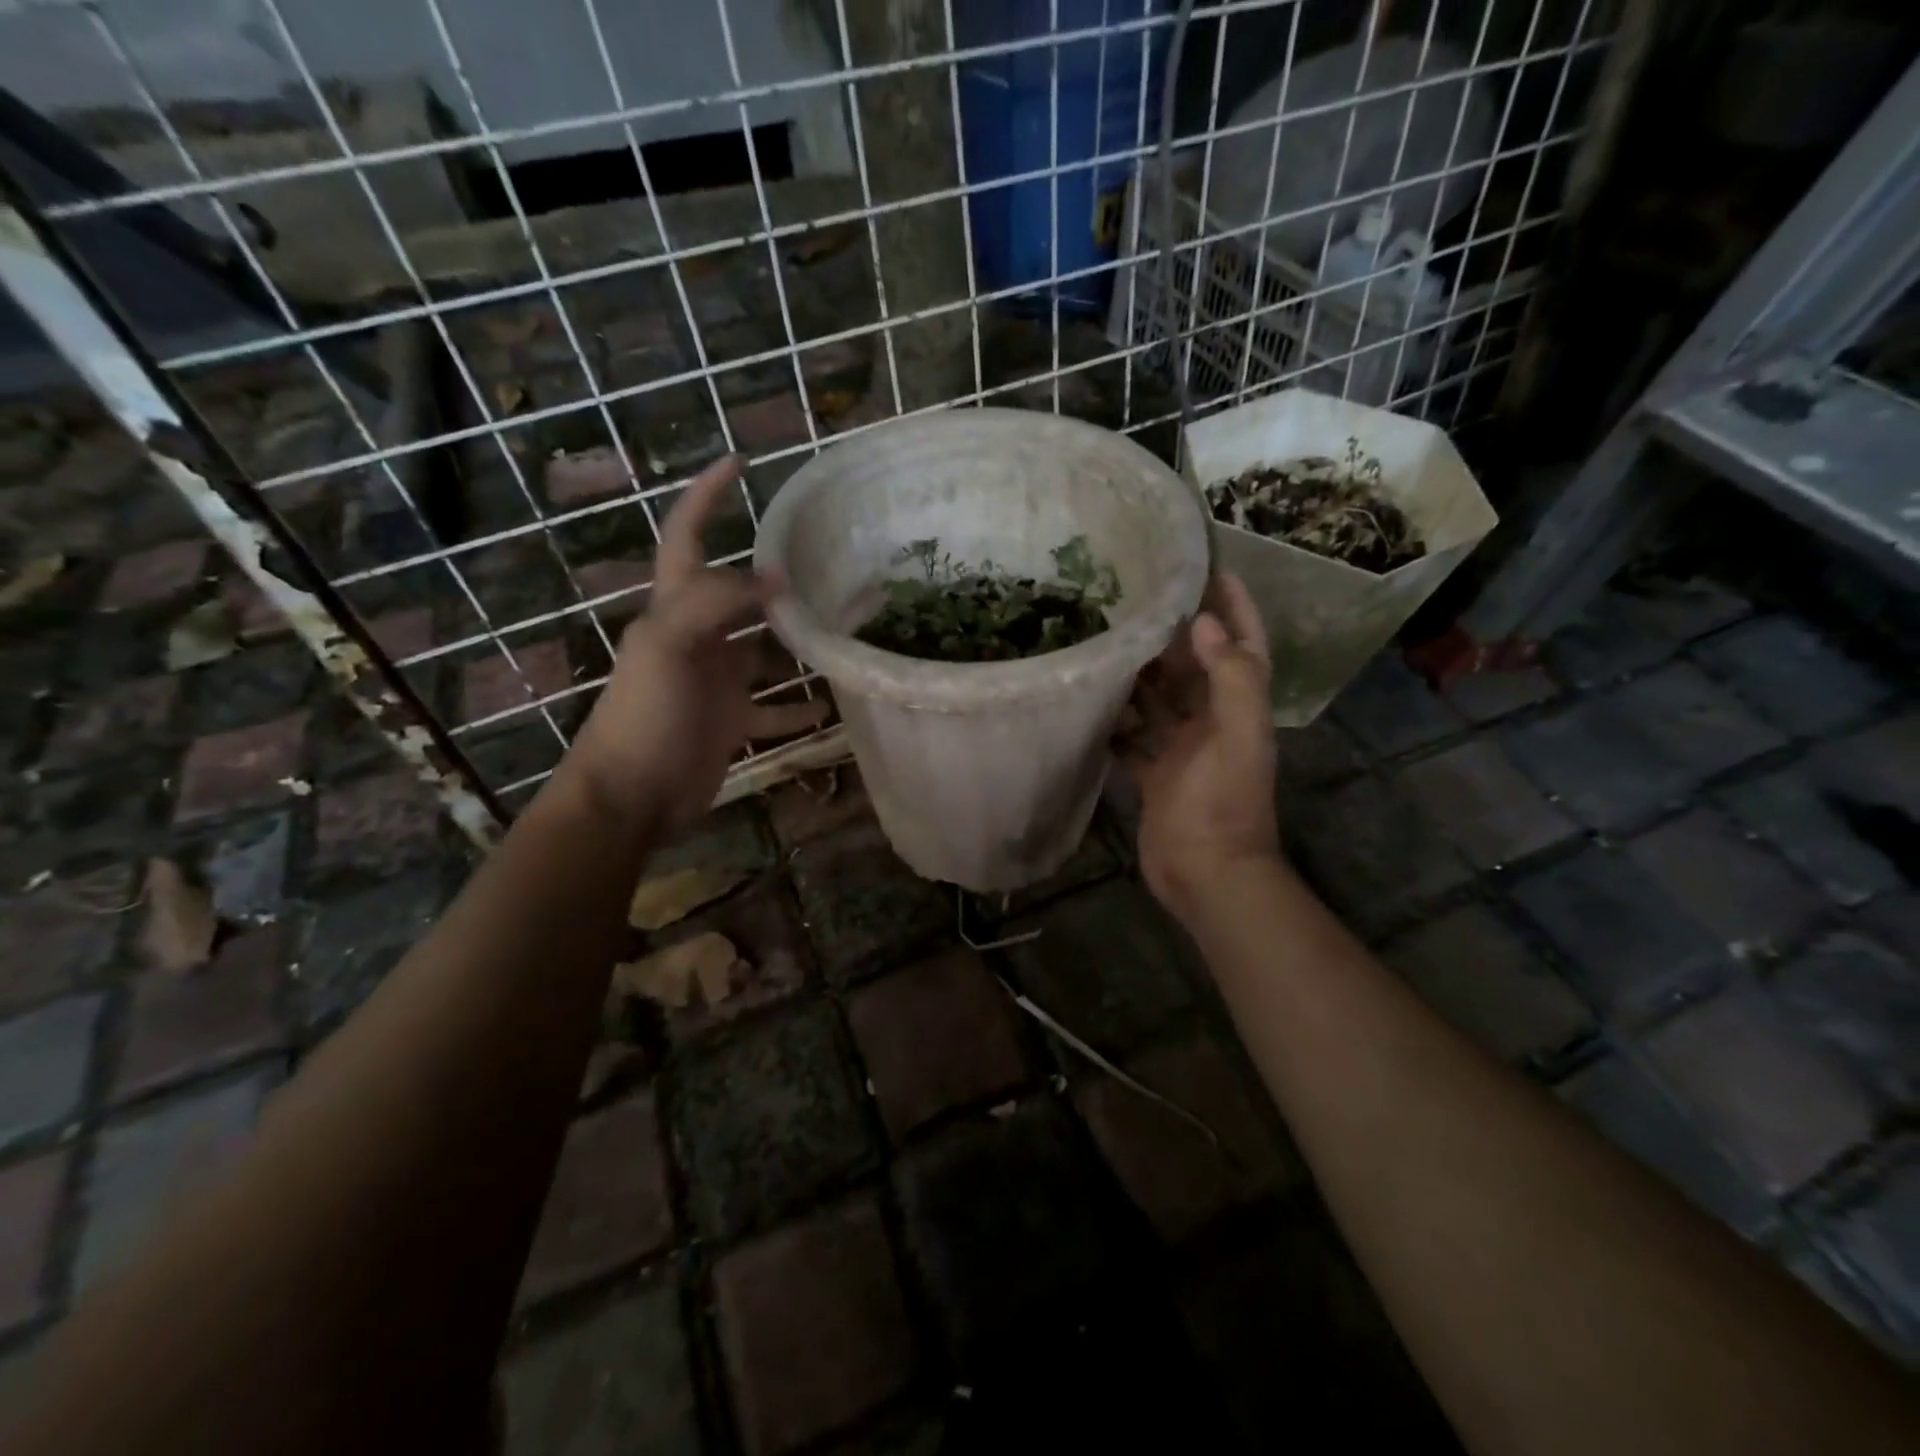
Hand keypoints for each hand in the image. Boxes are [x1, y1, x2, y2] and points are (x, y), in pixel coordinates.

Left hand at [563, 456, 827, 836]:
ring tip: (841, 627)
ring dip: (796, 640)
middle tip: (824, 557)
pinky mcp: (730, 720)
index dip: (707, 497)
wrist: (632, 796)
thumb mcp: (670, 646)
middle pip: (736, 593)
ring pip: (762, 649)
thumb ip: (717, 603)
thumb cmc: (645, 716)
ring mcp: (715, 681)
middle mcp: (696, 637)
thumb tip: (775, 577)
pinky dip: (799, 706)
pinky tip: (830, 705)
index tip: (740, 462)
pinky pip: (773, 707)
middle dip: (772, 572)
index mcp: (673, 609)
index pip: (688, 537)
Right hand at [1121, 573, 1280, 922]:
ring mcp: (1182, 751)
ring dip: (1141, 675)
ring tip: (1108, 640)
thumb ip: (1231, 679)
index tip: (1212, 571)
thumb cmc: (1223, 803)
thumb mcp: (1237, 736)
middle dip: (1175, 636)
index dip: (1235, 609)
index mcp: (1239, 709)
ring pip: (1160, 702)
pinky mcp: (1155, 776)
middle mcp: (1212, 723)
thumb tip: (1204, 622)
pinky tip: (1092, 700)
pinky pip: (1133, 739)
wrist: (1206, 873)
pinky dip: (1117, 722)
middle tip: (1138, 599)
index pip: (1243, 647)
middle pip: (1195, 669)